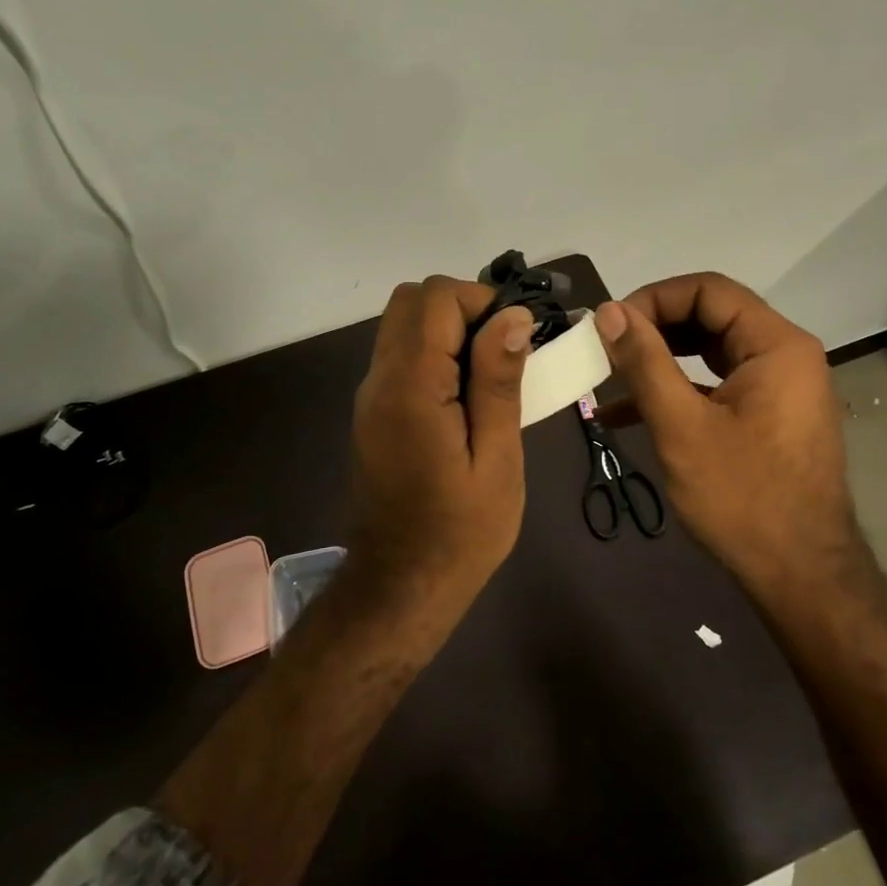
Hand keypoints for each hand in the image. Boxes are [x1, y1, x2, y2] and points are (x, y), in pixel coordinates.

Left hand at [346, 276, 533, 604]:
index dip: (481, 301)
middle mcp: (379, 380)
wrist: (401, 587)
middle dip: (462, 308)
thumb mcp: (497, 459)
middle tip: (501, 353)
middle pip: (410, 301)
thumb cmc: (460, 532)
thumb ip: (498, 382)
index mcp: (410, 387)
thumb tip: (512, 316)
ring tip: (489, 378)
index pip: (435, 298)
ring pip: (403, 325)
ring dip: (448, 330)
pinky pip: (401, 355)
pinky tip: (465, 399)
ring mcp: (370, 396)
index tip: (516, 340)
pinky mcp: (373, 412)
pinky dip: (435, 354)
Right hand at [594, 273, 854, 590]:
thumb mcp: (682, 426)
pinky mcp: (767, 416)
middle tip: (605, 349)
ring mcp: (778, 387)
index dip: (653, 299)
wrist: (802, 577)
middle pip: (709, 316)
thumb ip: (644, 362)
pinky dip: (676, 391)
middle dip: (652, 329)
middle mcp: (784, 355)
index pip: (708, 290)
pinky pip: (716, 386)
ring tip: (609, 375)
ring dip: (659, 360)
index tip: (610, 327)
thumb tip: (609, 311)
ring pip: (709, 352)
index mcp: (776, 345)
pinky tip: (626, 414)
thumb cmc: (743, 498)